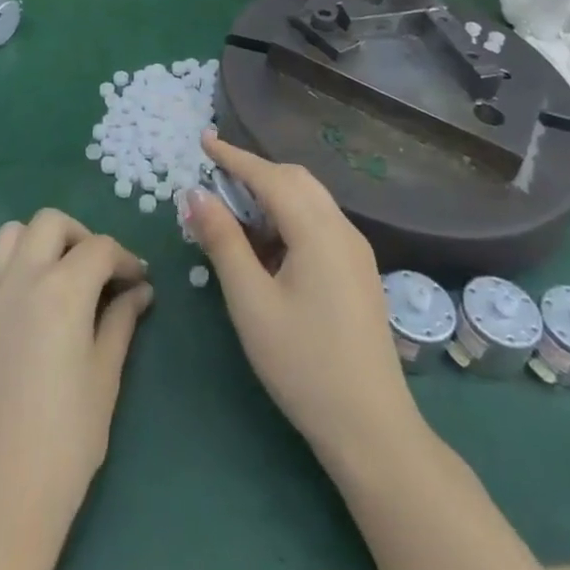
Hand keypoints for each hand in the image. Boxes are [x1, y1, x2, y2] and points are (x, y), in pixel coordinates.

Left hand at [0, 209, 152, 569]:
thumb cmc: (64, 443)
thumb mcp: (104, 379)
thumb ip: (120, 323)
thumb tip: (139, 291)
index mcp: (61, 289)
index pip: (99, 248)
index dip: (126, 259)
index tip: (140, 280)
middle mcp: (20, 276)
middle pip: (51, 223)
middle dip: (82, 237)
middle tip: (102, 273)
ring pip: (14, 233)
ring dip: (43, 241)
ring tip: (64, 278)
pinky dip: (16, 262)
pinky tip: (32, 301)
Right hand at [191, 133, 416, 464]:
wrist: (372, 430)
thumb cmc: (303, 364)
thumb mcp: (250, 302)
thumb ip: (223, 242)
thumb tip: (196, 194)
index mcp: (317, 231)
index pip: (269, 176)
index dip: (234, 156)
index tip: (204, 139)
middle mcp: (342, 230)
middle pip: (295, 180)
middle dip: (254, 172)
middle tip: (215, 178)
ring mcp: (355, 251)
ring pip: (309, 200)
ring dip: (271, 194)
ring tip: (234, 212)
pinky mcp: (359, 272)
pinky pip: (319, 224)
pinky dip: (288, 217)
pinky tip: (268, 245)